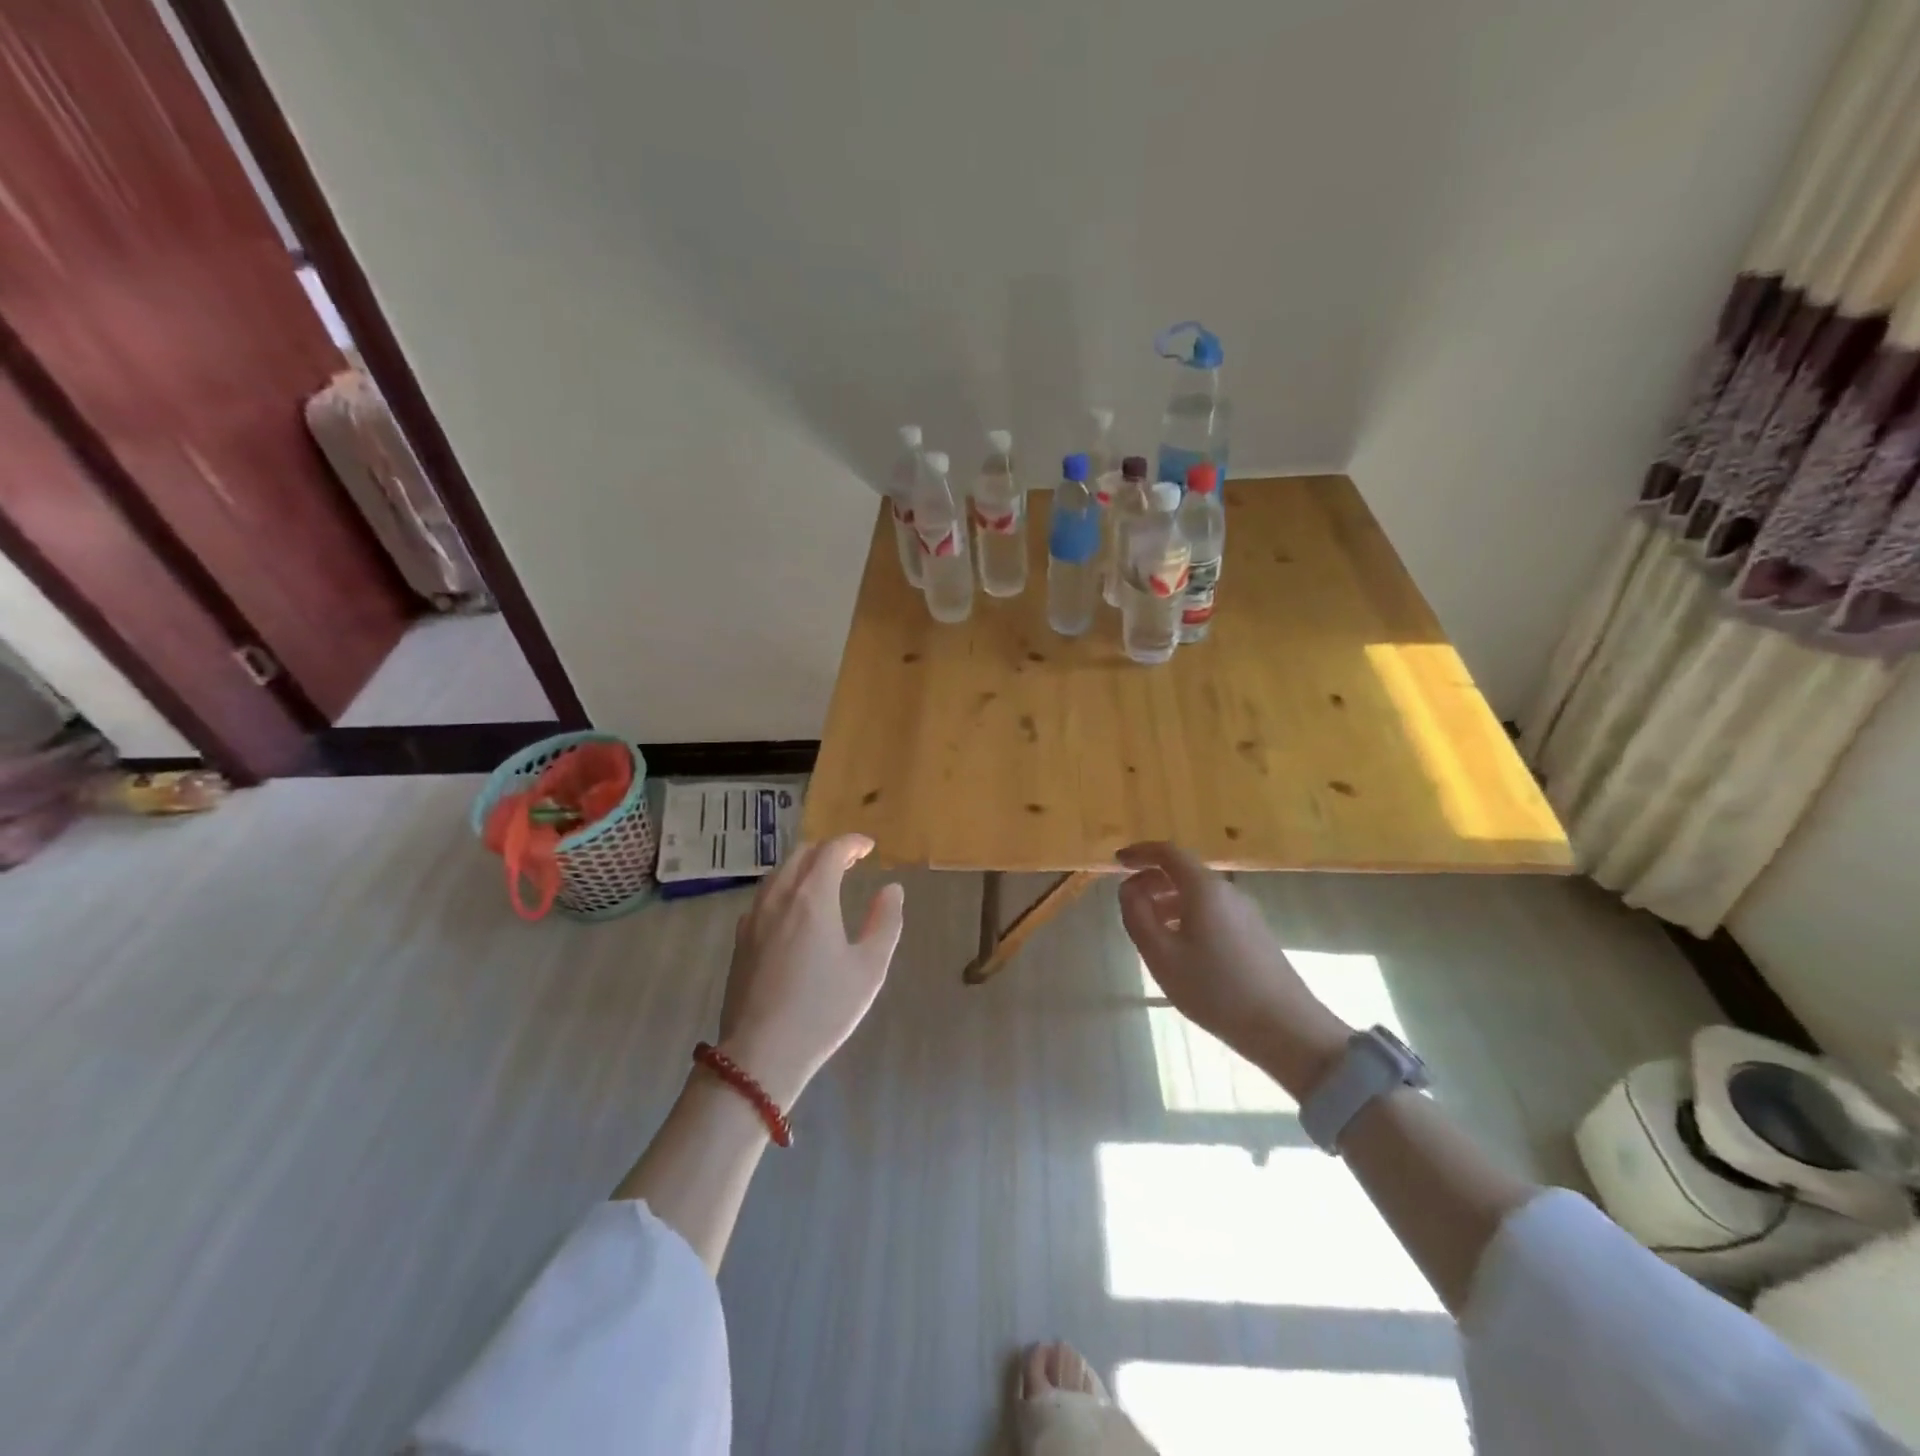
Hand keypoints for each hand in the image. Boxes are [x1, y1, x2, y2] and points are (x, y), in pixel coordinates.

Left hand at [716, 834, 904, 1109]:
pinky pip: (764, 897)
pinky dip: (784, 889)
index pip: (831, 850)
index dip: (852, 843)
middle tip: (850, 862)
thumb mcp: (869, 968)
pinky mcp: (740, 940)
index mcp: (813, 897)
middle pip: (801, 855)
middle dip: (827, 850)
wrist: (761, 1053)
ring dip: (803, 867)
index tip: (869, 848)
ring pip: (778, 874)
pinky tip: (793, 911)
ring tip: (823, 881)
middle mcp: (779, 897)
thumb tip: (891, 890)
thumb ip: (885, 922)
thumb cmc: (823, 1009)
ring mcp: (754, 917)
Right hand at [1116, 842, 1349, 1097]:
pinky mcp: (1254, 934)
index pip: (1168, 853)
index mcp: (1204, 889)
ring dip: (1169, 901)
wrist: (1284, 1028)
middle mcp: (1227, 892)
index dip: (1140, 853)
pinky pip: (1213, 911)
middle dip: (1152, 881)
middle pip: (1184, 872)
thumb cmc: (1214, 988)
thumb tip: (1129, 888)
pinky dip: (1187, 916)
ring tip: (1150, 931)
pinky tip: (1181, 948)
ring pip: (1198, 894)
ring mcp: (1245, 913)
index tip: (1117, 861)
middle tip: (1129, 903)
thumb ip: (1137, 916)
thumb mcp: (1161, 955)